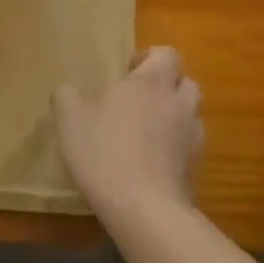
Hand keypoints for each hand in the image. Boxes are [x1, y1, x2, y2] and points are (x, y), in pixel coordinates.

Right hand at [53, 47, 203, 217]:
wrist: (144, 209)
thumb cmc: (104, 152)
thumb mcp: (69, 119)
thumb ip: (67, 96)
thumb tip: (68, 90)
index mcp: (149, 83)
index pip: (167, 54)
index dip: (150, 57)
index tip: (127, 71)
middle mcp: (177, 102)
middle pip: (185, 81)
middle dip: (166, 85)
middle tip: (137, 99)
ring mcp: (192, 135)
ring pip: (191, 112)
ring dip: (173, 113)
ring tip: (147, 129)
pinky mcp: (196, 165)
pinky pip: (189, 143)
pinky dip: (176, 144)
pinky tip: (152, 159)